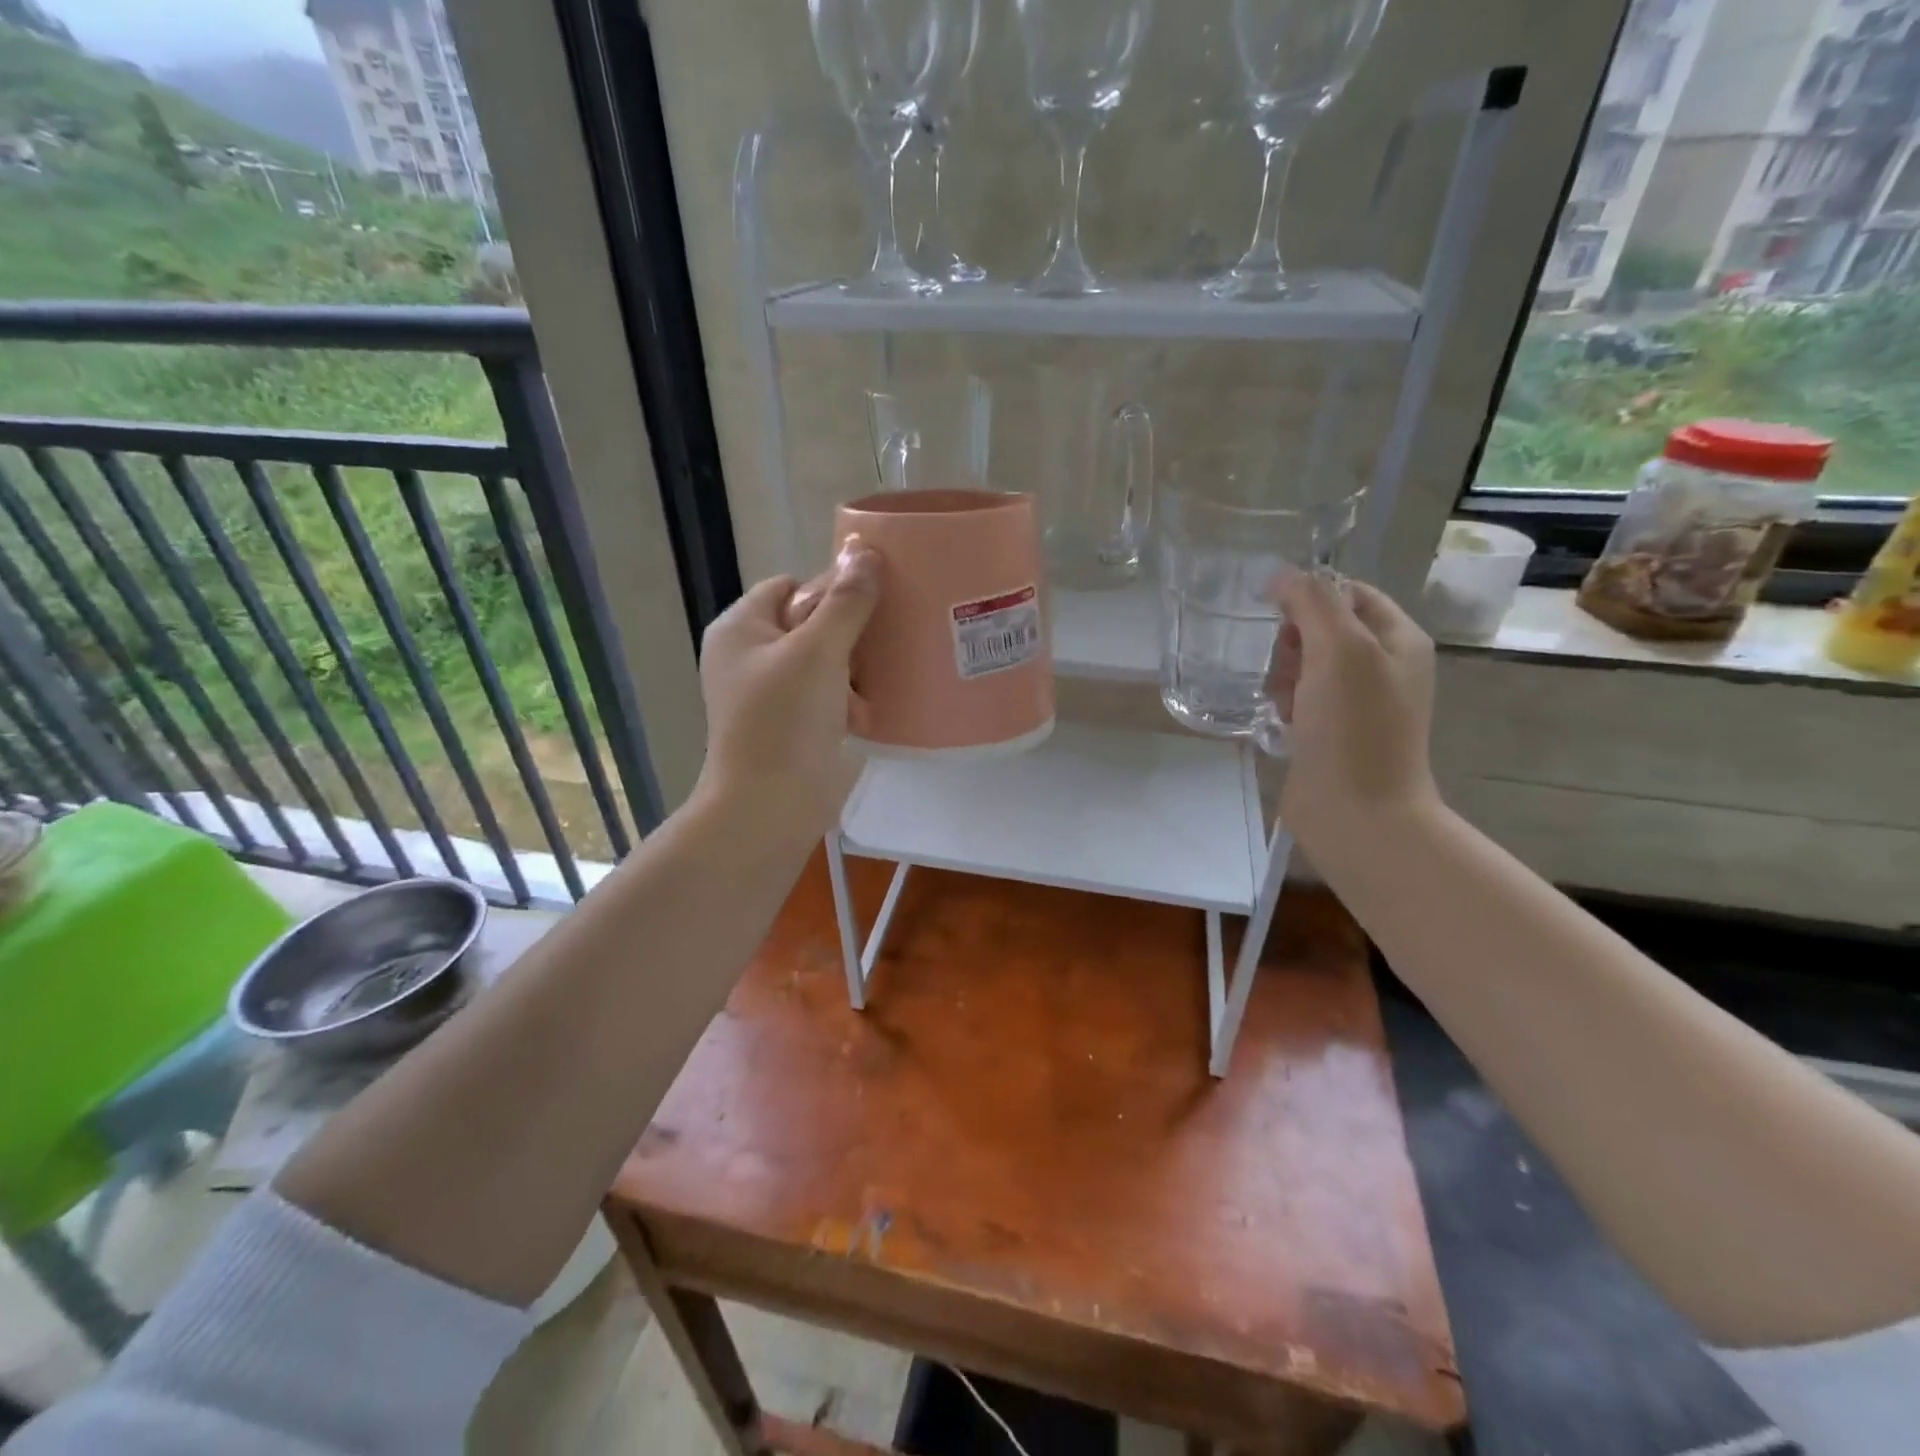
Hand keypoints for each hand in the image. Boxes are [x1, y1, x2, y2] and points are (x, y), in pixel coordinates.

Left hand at [694, 542, 878, 839]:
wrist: (770, 806)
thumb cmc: (785, 720)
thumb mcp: (819, 651)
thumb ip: (845, 601)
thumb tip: (864, 551)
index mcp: (741, 629)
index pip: (789, 586)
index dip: (828, 589)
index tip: (870, 604)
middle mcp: (750, 656)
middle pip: (809, 623)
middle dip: (849, 633)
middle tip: (886, 640)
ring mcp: (770, 694)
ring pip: (823, 662)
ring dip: (854, 669)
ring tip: (883, 679)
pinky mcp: (791, 725)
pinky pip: (826, 696)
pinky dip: (848, 700)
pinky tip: (871, 710)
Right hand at [1268, 571, 1441, 849]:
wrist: (1357, 812)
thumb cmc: (1354, 727)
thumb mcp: (1339, 650)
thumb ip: (1314, 603)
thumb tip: (1284, 576)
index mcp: (1399, 639)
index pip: (1350, 593)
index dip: (1311, 595)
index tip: (1275, 613)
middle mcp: (1383, 667)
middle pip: (1324, 628)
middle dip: (1294, 639)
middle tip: (1286, 665)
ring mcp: (1358, 703)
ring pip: (1306, 665)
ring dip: (1284, 673)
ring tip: (1281, 699)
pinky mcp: (1332, 733)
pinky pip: (1300, 699)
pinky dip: (1285, 702)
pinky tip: (1279, 719)